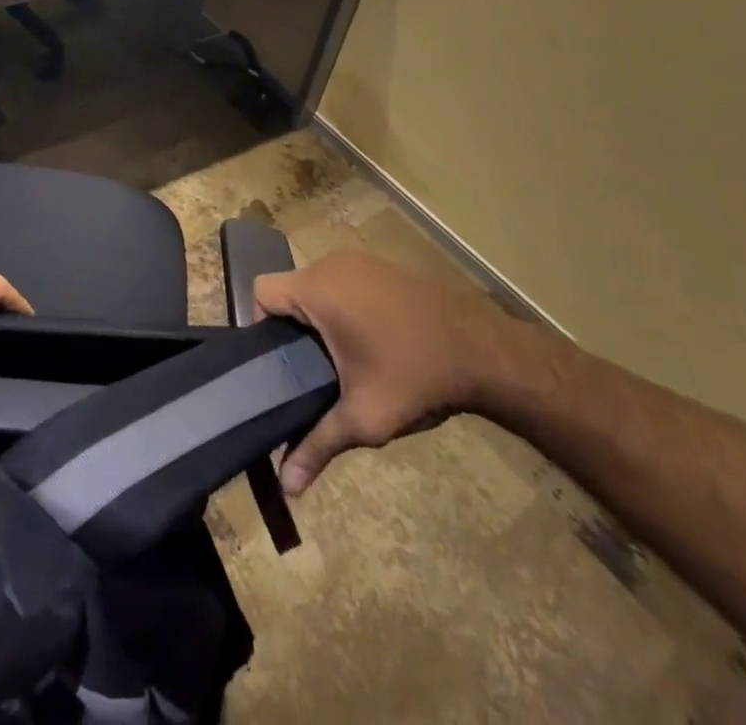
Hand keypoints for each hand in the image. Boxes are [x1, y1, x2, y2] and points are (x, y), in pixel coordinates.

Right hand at [253, 250, 529, 495]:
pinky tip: (372, 342)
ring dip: (321, 318)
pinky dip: (346, 307)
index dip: (260, 326)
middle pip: (290, 290)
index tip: (280, 363)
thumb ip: (318, 444)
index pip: (261, 292)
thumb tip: (288, 485)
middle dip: (294, 329)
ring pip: (319, 286)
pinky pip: (346, 282)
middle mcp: (333, 264)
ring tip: (342, 361)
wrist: (485, 349)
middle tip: (311, 372)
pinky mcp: (384, 265)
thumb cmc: (415, 376)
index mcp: (318, 289)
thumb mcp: (364, 417)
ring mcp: (361, 261)